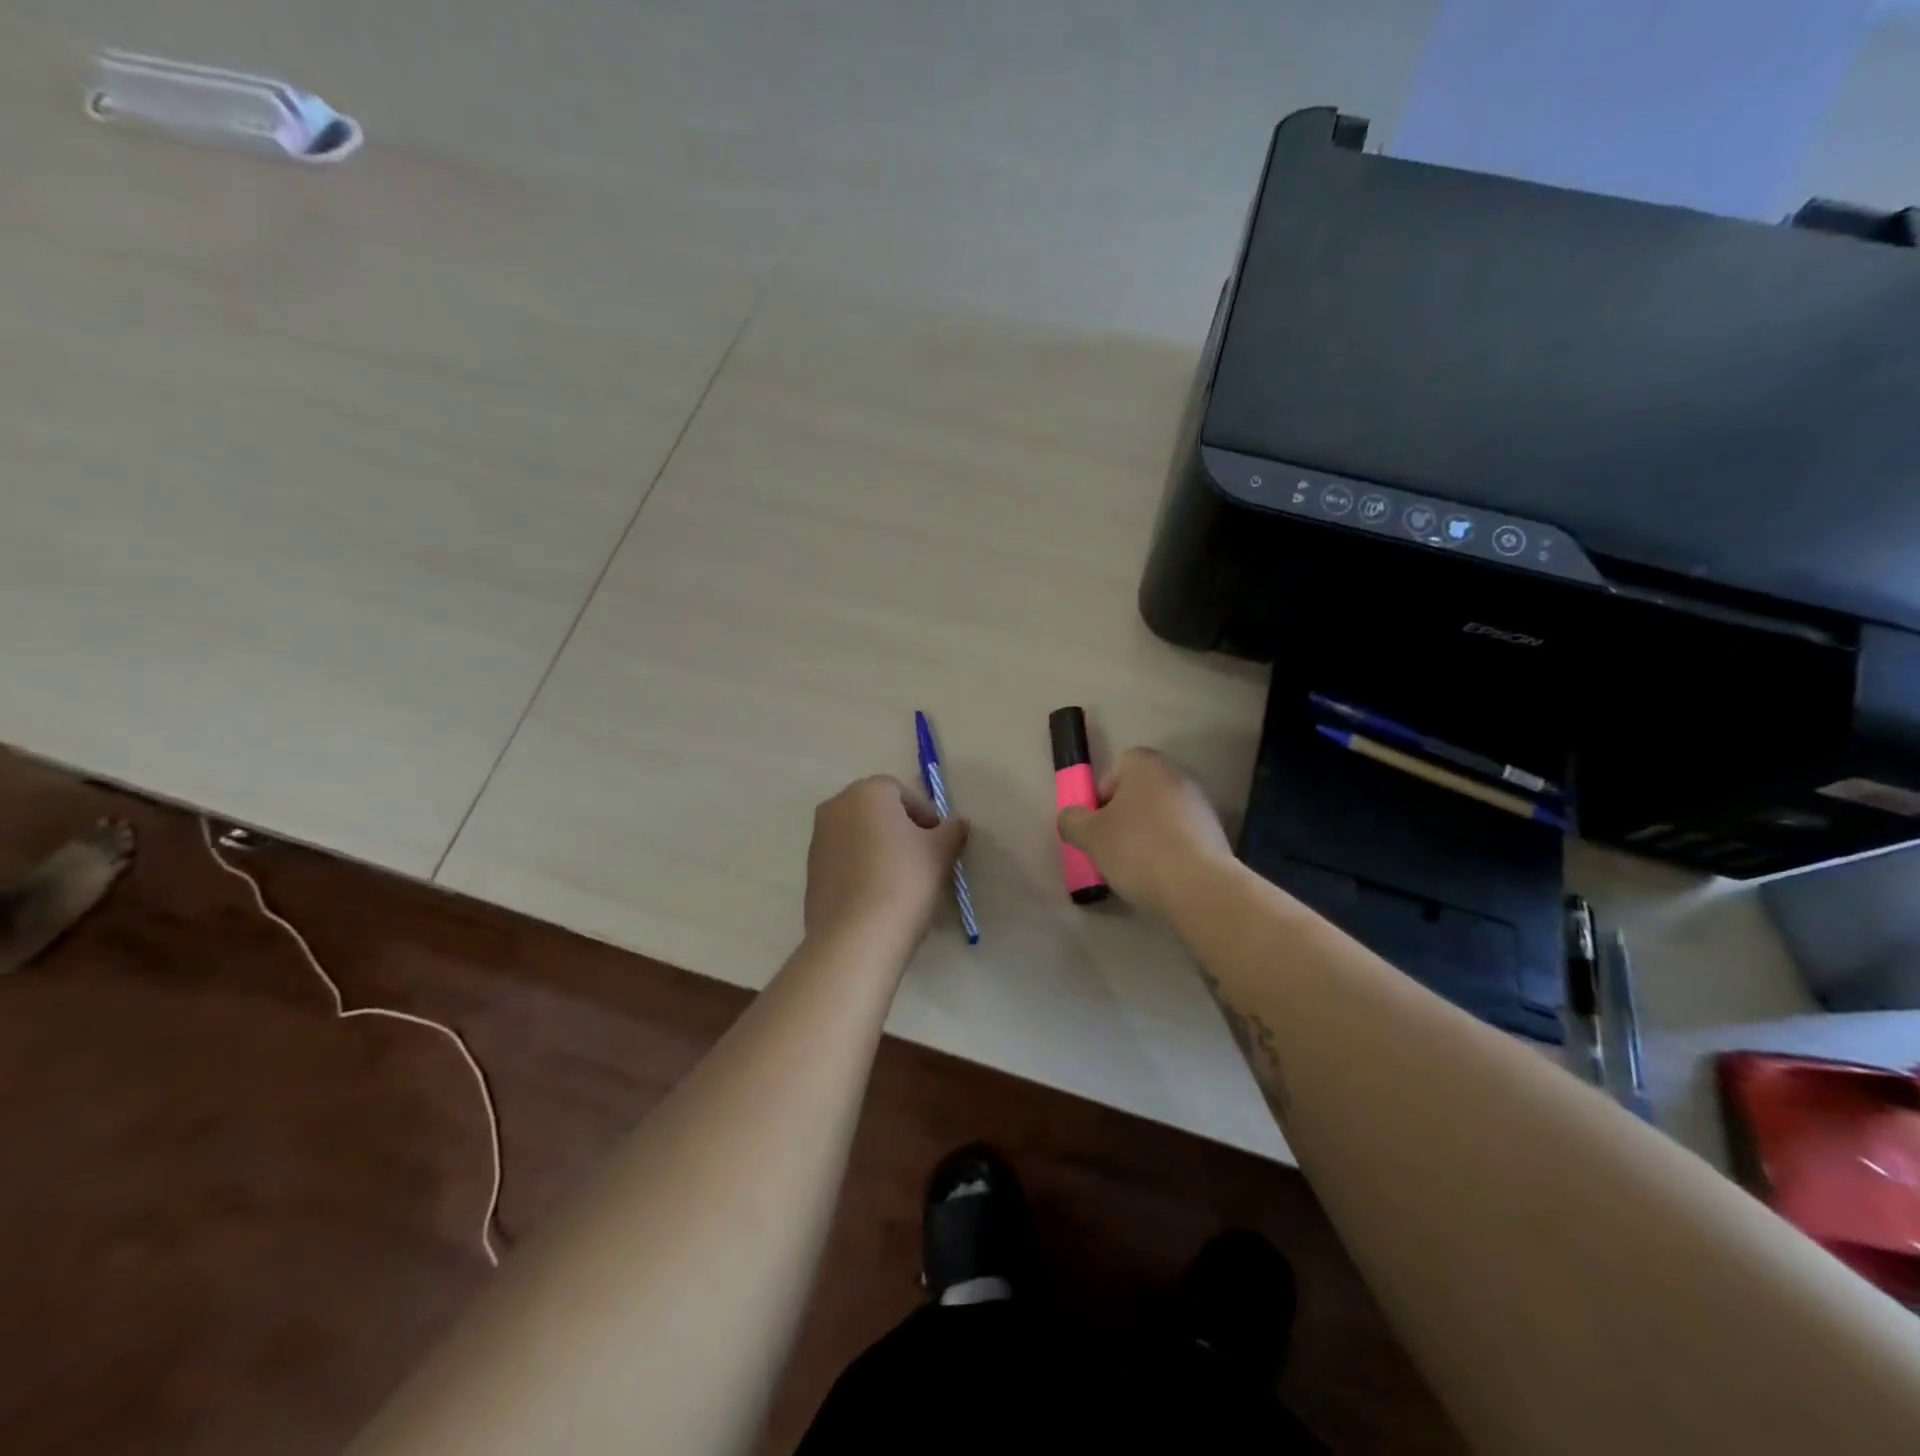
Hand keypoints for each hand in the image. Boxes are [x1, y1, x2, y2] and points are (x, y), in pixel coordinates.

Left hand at [805, 776, 968, 945]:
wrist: (856, 937)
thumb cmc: (905, 881)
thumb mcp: (941, 852)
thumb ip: (952, 830)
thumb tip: (958, 822)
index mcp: (867, 791)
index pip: (904, 794)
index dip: (926, 818)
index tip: (939, 845)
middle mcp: (836, 806)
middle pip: (878, 812)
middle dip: (902, 831)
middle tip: (924, 861)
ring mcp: (818, 839)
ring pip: (860, 836)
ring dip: (880, 850)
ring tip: (902, 883)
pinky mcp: (811, 871)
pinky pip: (845, 861)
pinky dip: (862, 870)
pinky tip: (878, 897)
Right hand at [1056, 748, 1232, 920]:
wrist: (1199, 888)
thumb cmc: (1137, 849)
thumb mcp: (1089, 836)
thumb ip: (1072, 821)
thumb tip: (1071, 818)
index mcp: (1147, 765)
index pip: (1119, 766)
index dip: (1103, 793)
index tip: (1097, 823)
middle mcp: (1178, 775)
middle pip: (1141, 791)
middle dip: (1124, 816)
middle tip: (1111, 846)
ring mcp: (1202, 805)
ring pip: (1162, 814)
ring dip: (1147, 834)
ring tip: (1136, 867)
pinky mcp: (1217, 834)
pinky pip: (1182, 836)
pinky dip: (1169, 850)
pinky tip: (1161, 876)